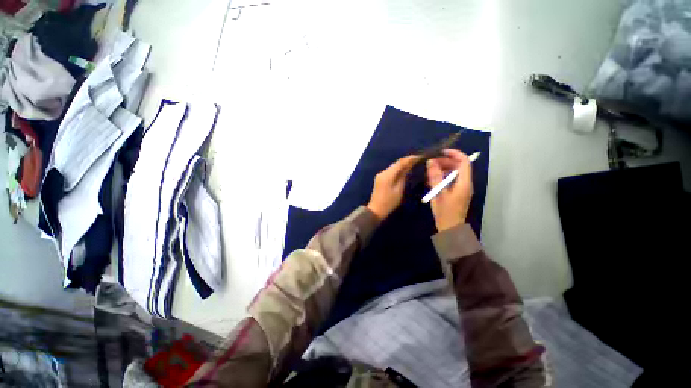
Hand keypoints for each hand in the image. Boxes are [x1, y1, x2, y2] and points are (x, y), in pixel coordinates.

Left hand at [367, 155, 419, 219]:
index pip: (400, 162)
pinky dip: (398, 170)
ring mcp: (380, 175)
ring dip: (402, 165)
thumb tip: (408, 168)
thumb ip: (403, 177)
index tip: (419, 156)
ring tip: (413, 164)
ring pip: (393, 167)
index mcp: (388, 175)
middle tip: (418, 159)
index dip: (410, 158)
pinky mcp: (380, 179)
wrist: (376, 209)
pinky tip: (404, 171)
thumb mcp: (399, 190)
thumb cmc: (389, 202)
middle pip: (396, 163)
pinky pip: (390, 171)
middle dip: (407, 161)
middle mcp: (383, 172)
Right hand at [426, 149, 473, 231]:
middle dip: (446, 161)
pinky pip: (452, 179)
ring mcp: (462, 188)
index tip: (441, 152)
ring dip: (443, 169)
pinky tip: (432, 180)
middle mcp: (466, 183)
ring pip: (455, 172)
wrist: (451, 229)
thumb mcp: (438, 194)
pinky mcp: (457, 192)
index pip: (464, 162)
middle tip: (431, 163)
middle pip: (459, 166)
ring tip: (430, 171)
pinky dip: (443, 176)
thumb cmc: (445, 212)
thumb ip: (435, 177)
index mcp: (464, 183)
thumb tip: (431, 162)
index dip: (454, 154)